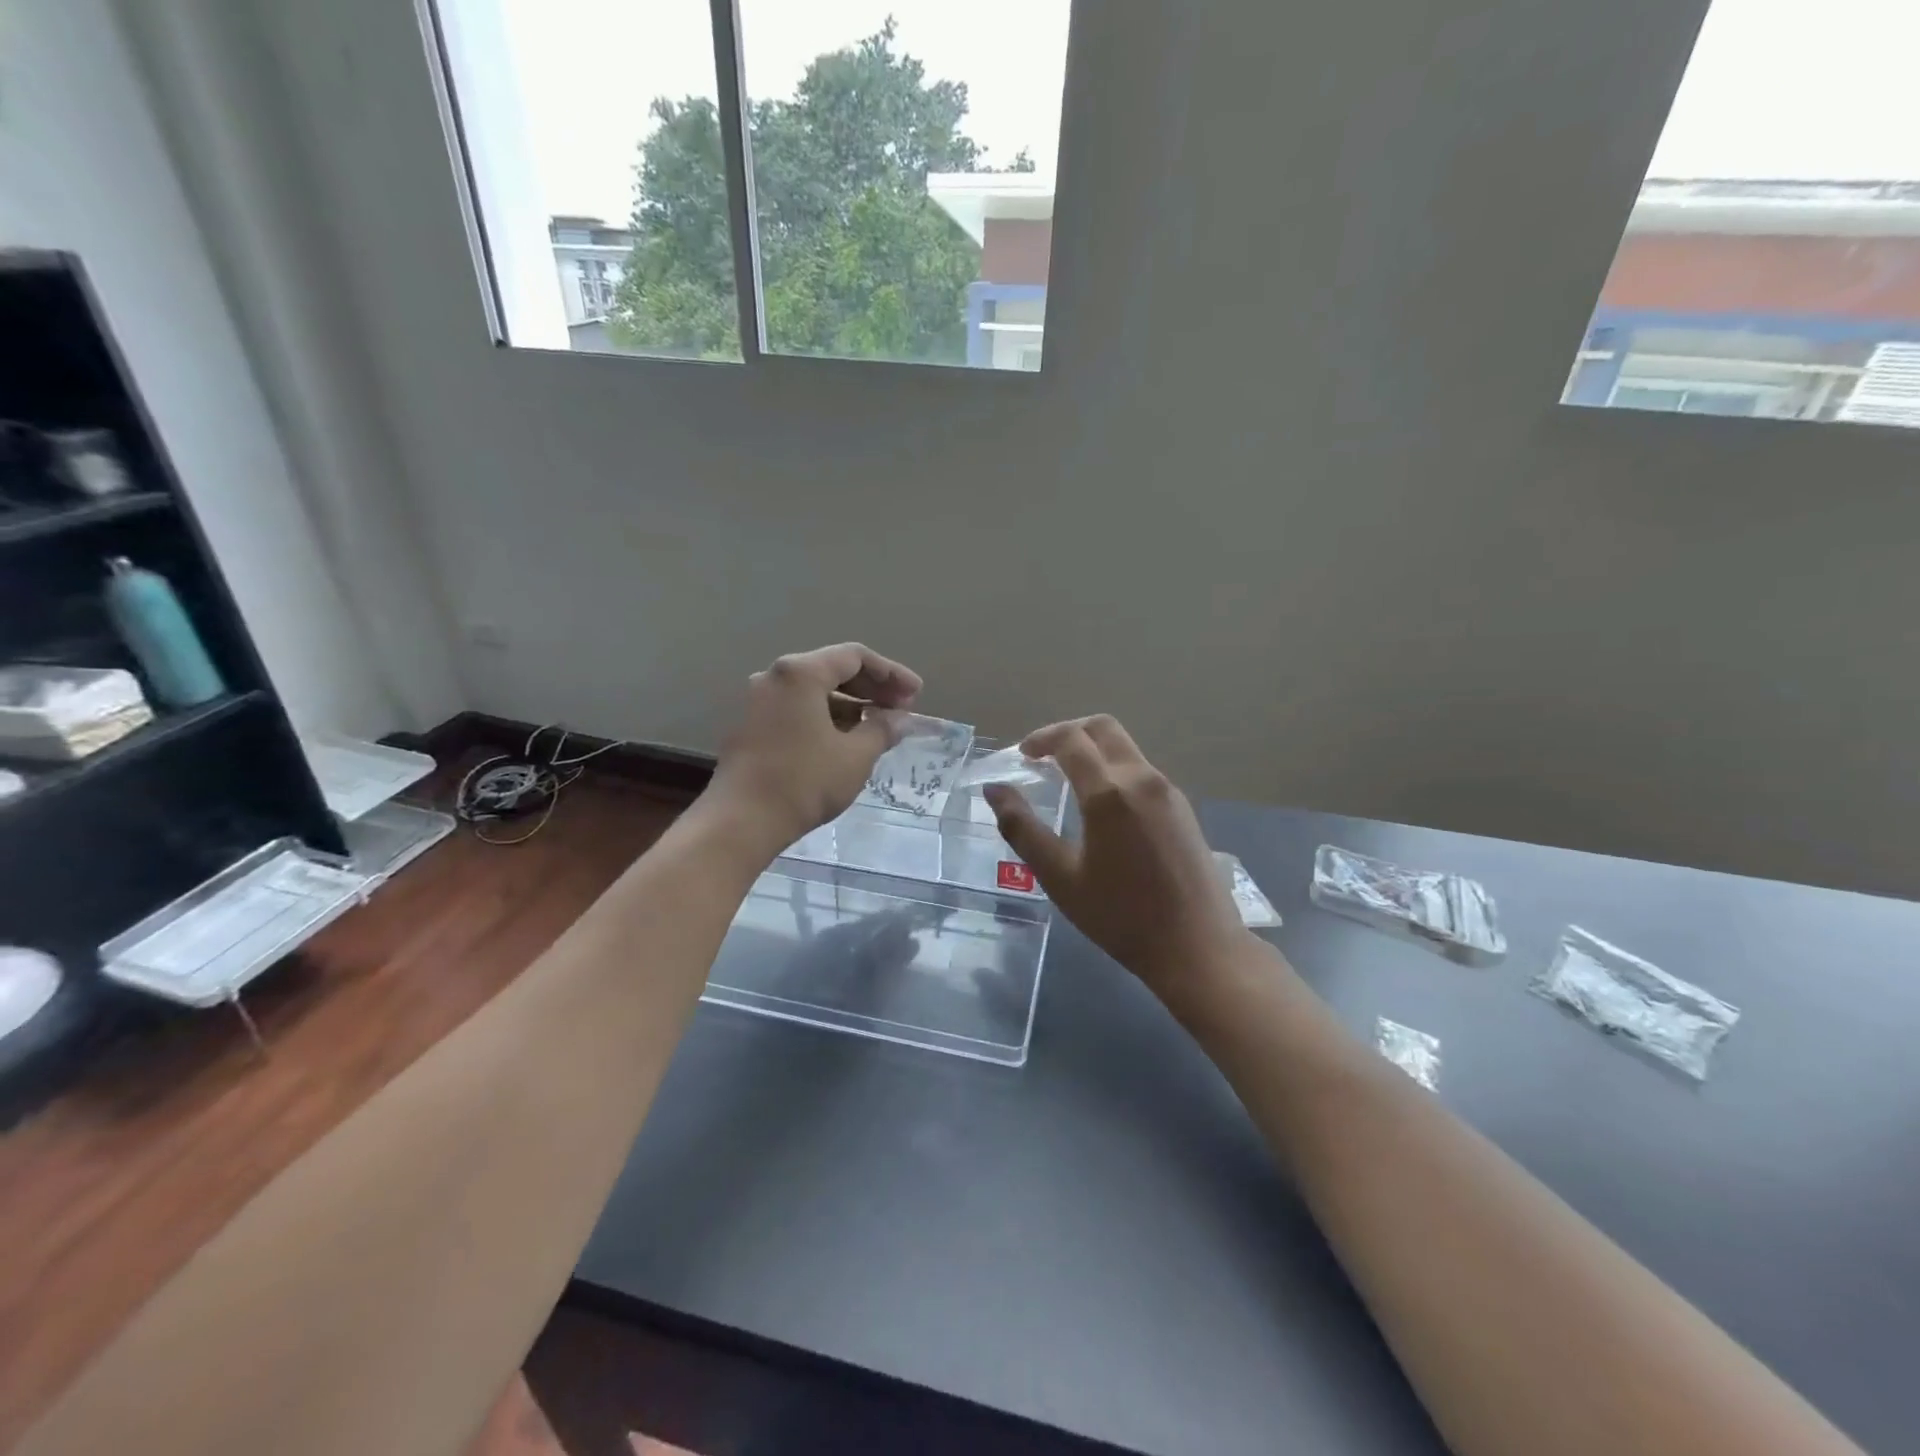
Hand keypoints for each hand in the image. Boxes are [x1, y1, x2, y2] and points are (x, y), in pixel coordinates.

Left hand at [706, 643, 922, 852]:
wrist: (741, 821)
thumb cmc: (804, 782)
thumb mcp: (855, 756)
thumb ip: (882, 729)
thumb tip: (899, 719)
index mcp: (800, 672)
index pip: (855, 657)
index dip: (891, 674)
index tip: (916, 695)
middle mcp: (775, 676)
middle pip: (832, 669)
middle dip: (871, 688)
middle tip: (901, 709)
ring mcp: (757, 700)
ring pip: (813, 691)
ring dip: (849, 704)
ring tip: (878, 726)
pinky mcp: (750, 724)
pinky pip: (796, 708)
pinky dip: (825, 716)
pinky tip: (845, 739)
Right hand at [984, 716, 1250, 1003]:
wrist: (1197, 947)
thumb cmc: (1120, 916)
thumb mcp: (1060, 877)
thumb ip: (1022, 829)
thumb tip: (994, 790)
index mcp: (1109, 792)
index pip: (1071, 739)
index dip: (1041, 738)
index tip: (1022, 756)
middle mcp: (1142, 778)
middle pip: (1103, 728)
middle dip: (1069, 733)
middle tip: (1043, 757)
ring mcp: (1168, 791)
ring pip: (1125, 748)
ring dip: (1093, 751)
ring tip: (1068, 783)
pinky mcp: (1183, 808)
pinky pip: (1142, 771)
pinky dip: (1114, 770)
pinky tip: (1103, 808)